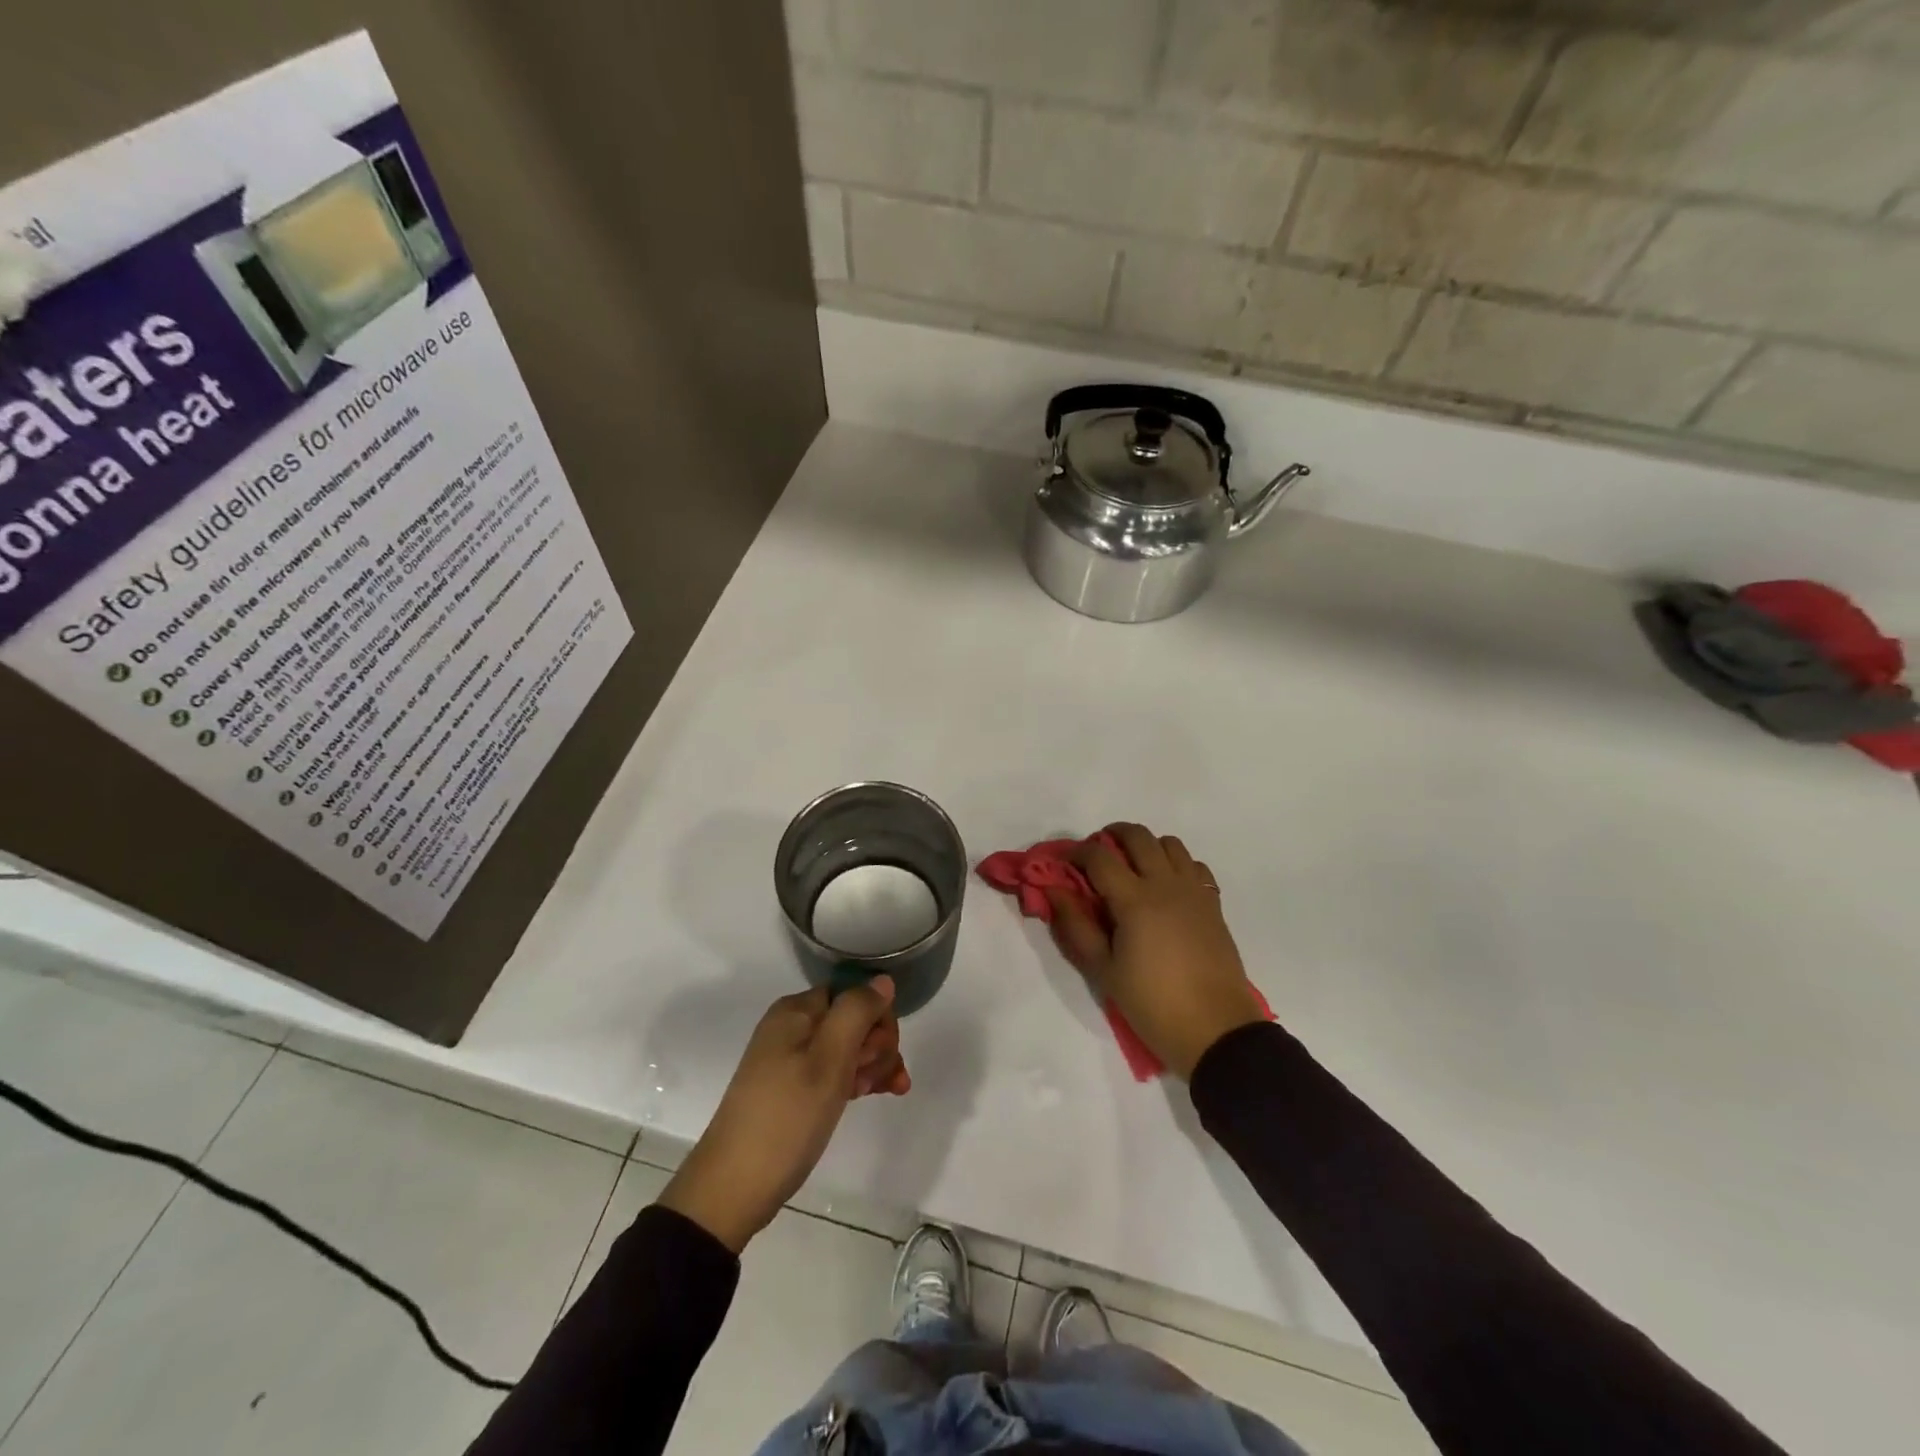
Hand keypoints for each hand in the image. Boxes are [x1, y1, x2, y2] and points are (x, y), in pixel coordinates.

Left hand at [659, 977, 909, 1252]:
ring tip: (882, 1093)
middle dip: (877, 1045)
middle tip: (875, 1079)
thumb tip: (883, 980)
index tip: (884, 1051)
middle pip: (853, 1020)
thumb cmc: (787, 1116)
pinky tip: (876, 1095)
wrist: (735, 1187)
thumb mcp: (829, 1059)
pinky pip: (835, 1071)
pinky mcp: (794, 1089)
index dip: (877, 1018)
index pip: (853, 993)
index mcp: (796, 1010)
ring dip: (873, 1065)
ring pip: (849, 1048)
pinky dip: (857, 1079)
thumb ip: (858, 1012)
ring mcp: (792, 1059)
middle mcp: (793, 1027)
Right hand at [1047, 823, 1266, 1080]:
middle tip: (1097, 857)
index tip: (1063, 863)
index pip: (1099, 857)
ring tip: (1132, 869)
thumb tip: (1053, 890)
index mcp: (1135, 900)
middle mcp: (1166, 884)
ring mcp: (1194, 891)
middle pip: (1137, 836)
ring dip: (1146, 846)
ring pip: (1169, 843)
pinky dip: (1176, 864)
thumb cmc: (1153, 1004)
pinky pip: (1194, 865)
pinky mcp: (1213, 904)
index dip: (1076, 853)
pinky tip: (1166, 887)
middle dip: (1111, 836)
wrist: (1215, 1031)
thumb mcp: (1104, 970)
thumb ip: (1076, 925)